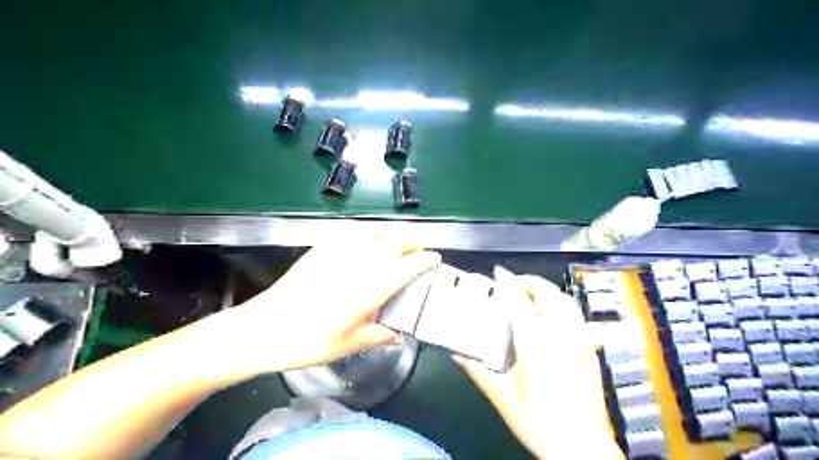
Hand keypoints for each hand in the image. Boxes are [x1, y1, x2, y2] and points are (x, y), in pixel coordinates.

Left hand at [208, 235, 441, 379]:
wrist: (263, 328)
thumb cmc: (308, 341)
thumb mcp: (348, 344)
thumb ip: (378, 335)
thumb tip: (398, 334)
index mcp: (371, 286)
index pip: (409, 265)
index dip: (426, 260)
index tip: (435, 259)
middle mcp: (360, 261)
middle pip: (397, 238)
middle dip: (414, 241)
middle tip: (419, 251)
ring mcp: (340, 250)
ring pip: (377, 229)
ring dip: (394, 233)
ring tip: (399, 244)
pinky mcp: (322, 247)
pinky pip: (354, 231)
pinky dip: (370, 233)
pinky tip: (368, 243)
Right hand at [458, 266, 623, 459]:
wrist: (582, 448)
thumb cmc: (539, 421)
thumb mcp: (502, 396)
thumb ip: (478, 371)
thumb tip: (457, 355)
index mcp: (536, 343)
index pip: (519, 301)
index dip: (507, 282)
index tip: (497, 271)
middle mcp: (561, 335)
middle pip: (548, 293)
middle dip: (529, 280)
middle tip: (513, 282)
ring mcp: (579, 341)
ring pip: (566, 301)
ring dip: (547, 291)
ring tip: (531, 294)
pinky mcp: (589, 351)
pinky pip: (576, 316)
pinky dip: (561, 306)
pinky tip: (551, 318)